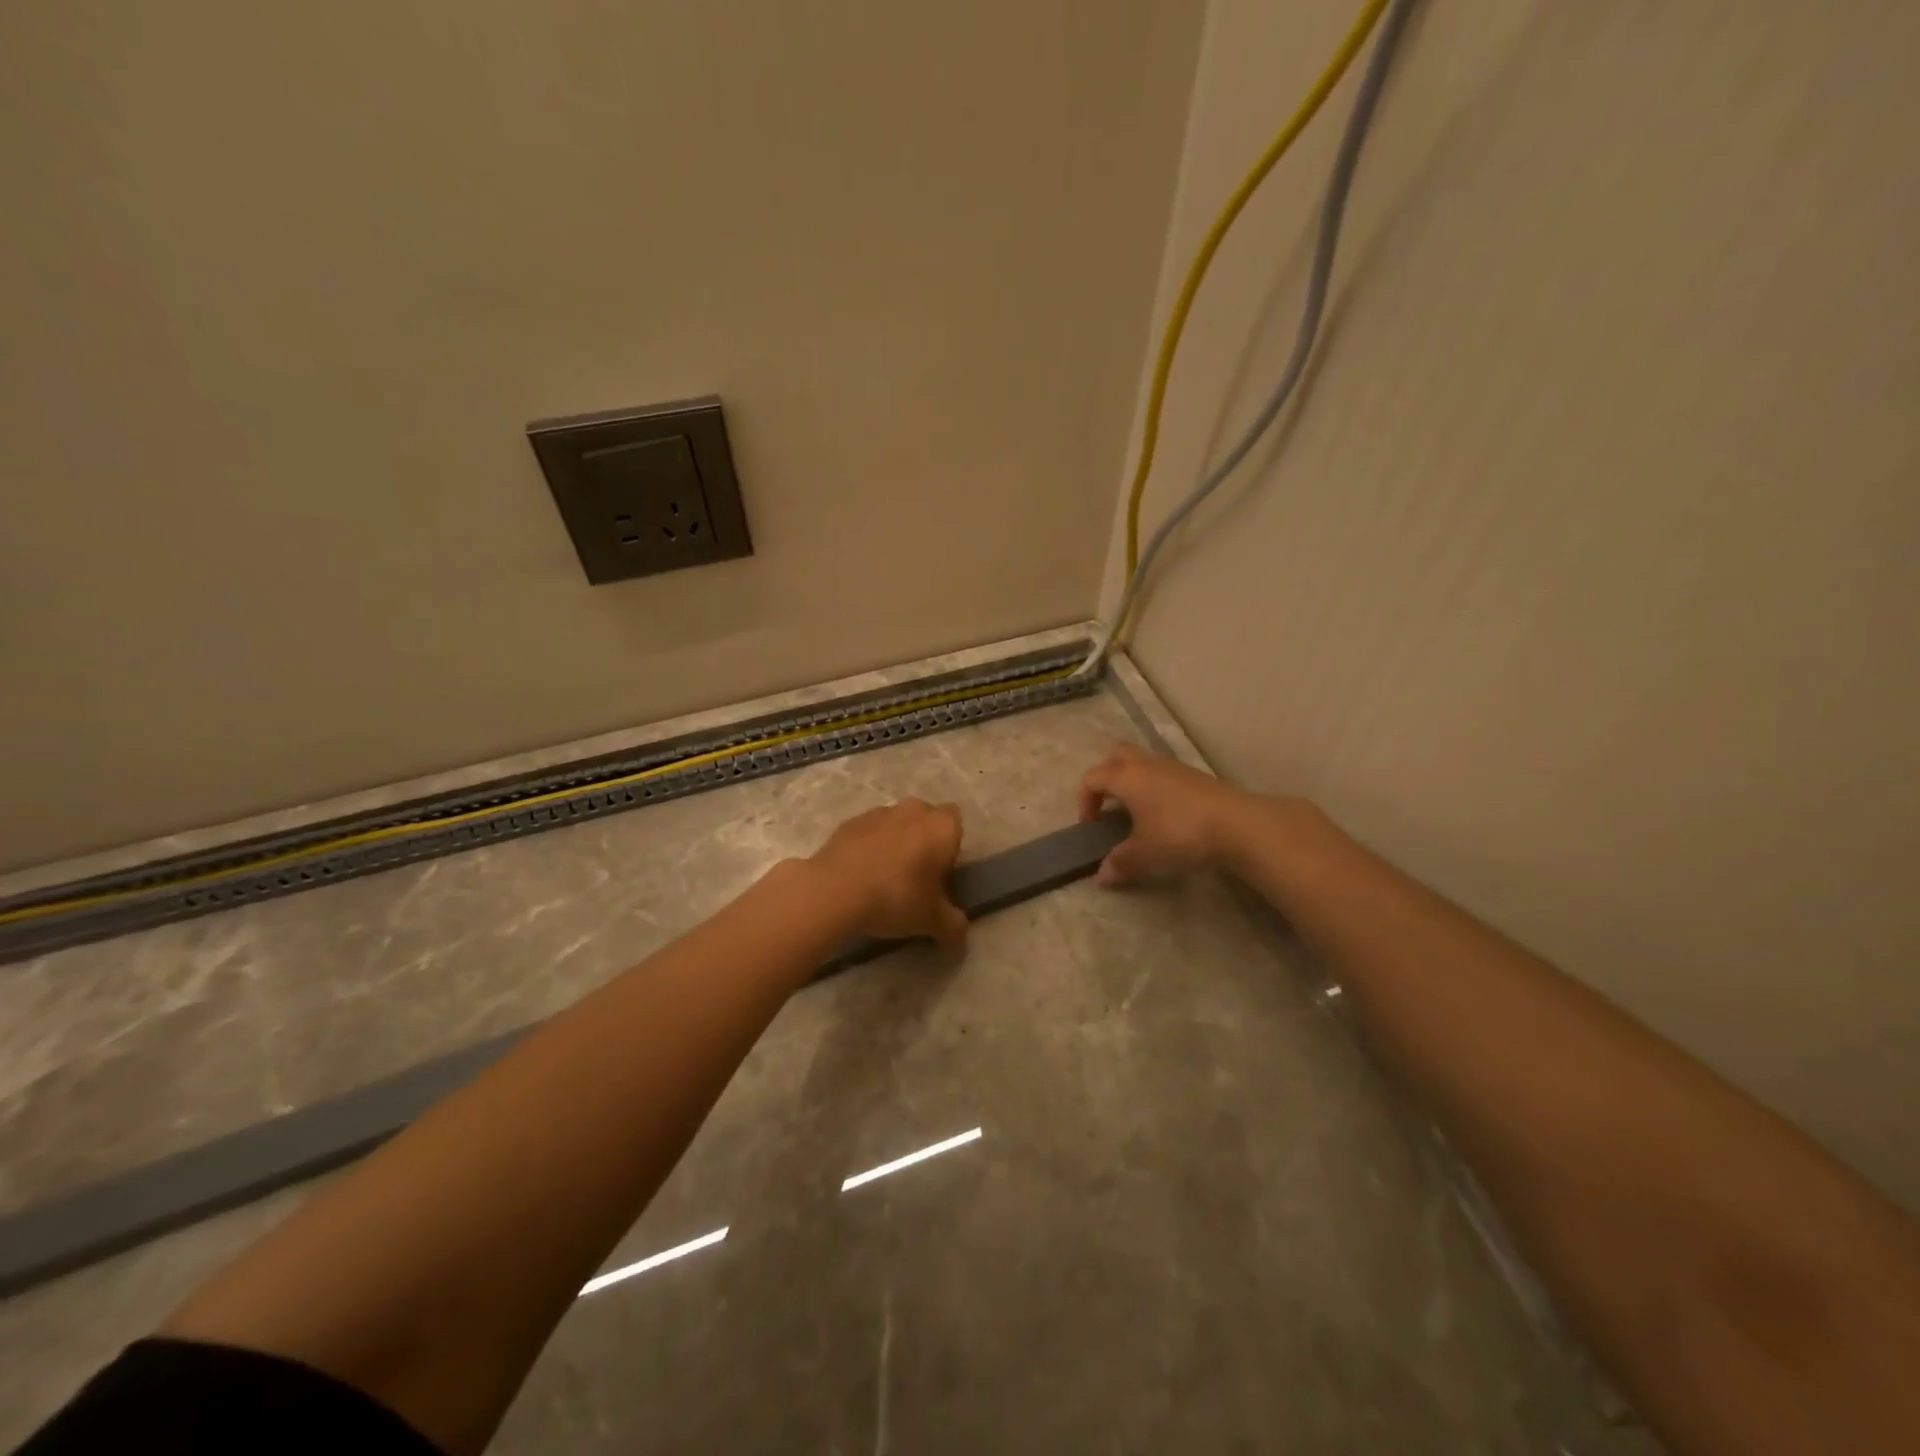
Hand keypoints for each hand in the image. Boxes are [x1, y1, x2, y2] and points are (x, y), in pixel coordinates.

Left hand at [807, 799, 968, 942]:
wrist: (835, 890)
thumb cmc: (896, 898)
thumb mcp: (932, 921)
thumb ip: (953, 925)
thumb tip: (959, 932)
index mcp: (941, 827)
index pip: (956, 824)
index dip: (950, 847)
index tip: (940, 874)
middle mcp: (914, 811)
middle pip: (925, 820)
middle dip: (923, 841)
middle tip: (915, 877)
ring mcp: (879, 812)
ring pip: (896, 824)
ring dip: (894, 843)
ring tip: (883, 879)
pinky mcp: (850, 822)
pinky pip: (868, 833)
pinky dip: (867, 848)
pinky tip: (859, 876)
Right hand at [1077, 742, 1256, 885]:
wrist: (1238, 824)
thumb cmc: (1180, 833)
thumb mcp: (1145, 853)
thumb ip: (1120, 862)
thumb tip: (1102, 876)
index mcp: (1126, 777)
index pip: (1092, 779)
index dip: (1085, 802)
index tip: (1093, 827)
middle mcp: (1145, 764)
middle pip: (1115, 755)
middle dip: (1106, 776)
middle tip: (1109, 804)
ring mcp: (1172, 766)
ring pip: (1141, 761)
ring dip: (1131, 780)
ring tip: (1135, 811)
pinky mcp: (1193, 775)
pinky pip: (1161, 772)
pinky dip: (1153, 785)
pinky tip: (1163, 813)